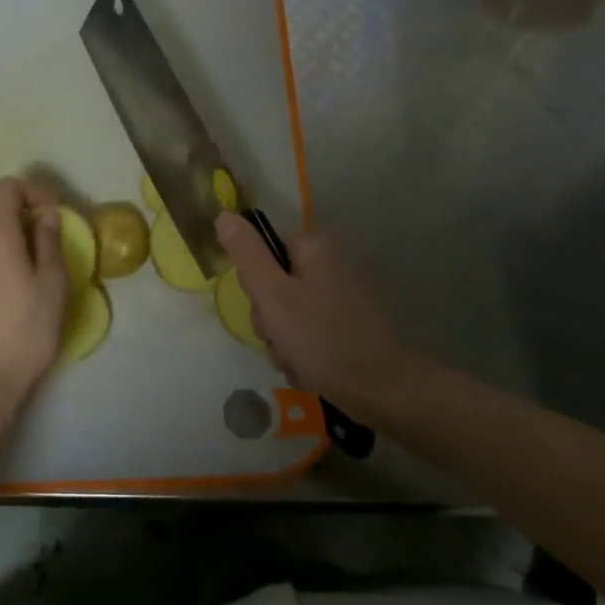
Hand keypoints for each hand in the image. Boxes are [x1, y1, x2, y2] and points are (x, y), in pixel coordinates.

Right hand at [215, 213, 414, 413]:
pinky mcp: (344, 325)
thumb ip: (247, 254)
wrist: (380, 389)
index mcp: (314, 248)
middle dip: (270, 322)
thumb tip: (223, 214)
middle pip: (273, 287)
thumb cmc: (322, 337)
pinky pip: (305, 334)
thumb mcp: (273, 295)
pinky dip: (301, 353)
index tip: (268, 312)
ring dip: (282, 343)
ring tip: (297, 361)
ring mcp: (338, 297)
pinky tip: (309, 370)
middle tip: (282, 340)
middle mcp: (328, 265)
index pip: (262, 256)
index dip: (257, 288)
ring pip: (286, 316)